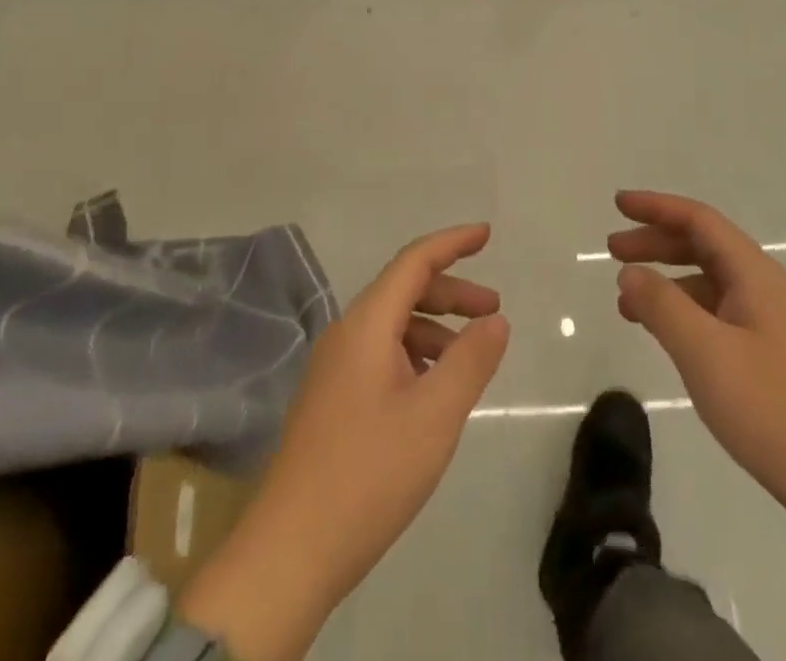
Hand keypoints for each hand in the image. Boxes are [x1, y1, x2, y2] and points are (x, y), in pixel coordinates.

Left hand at [178, 225, 509, 660]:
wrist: (289, 552)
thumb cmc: (368, 475)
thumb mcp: (434, 417)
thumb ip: (470, 361)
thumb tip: (495, 320)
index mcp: (366, 325)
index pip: (414, 262)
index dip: (452, 243)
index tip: (486, 234)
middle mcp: (346, 334)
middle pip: (404, 291)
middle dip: (452, 292)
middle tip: (494, 311)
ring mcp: (334, 368)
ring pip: (393, 325)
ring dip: (435, 327)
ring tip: (471, 357)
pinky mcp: (331, 399)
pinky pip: (381, 354)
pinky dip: (415, 355)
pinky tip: (434, 390)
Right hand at [610, 189, 785, 526]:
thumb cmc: (774, 410)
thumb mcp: (705, 354)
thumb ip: (662, 306)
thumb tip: (630, 272)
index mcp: (755, 275)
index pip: (699, 220)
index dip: (656, 207)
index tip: (618, 204)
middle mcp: (765, 288)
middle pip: (704, 246)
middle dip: (656, 242)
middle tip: (612, 250)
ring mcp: (772, 324)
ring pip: (710, 283)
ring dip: (667, 280)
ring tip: (626, 300)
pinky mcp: (773, 357)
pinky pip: (718, 314)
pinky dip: (684, 312)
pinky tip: (665, 335)